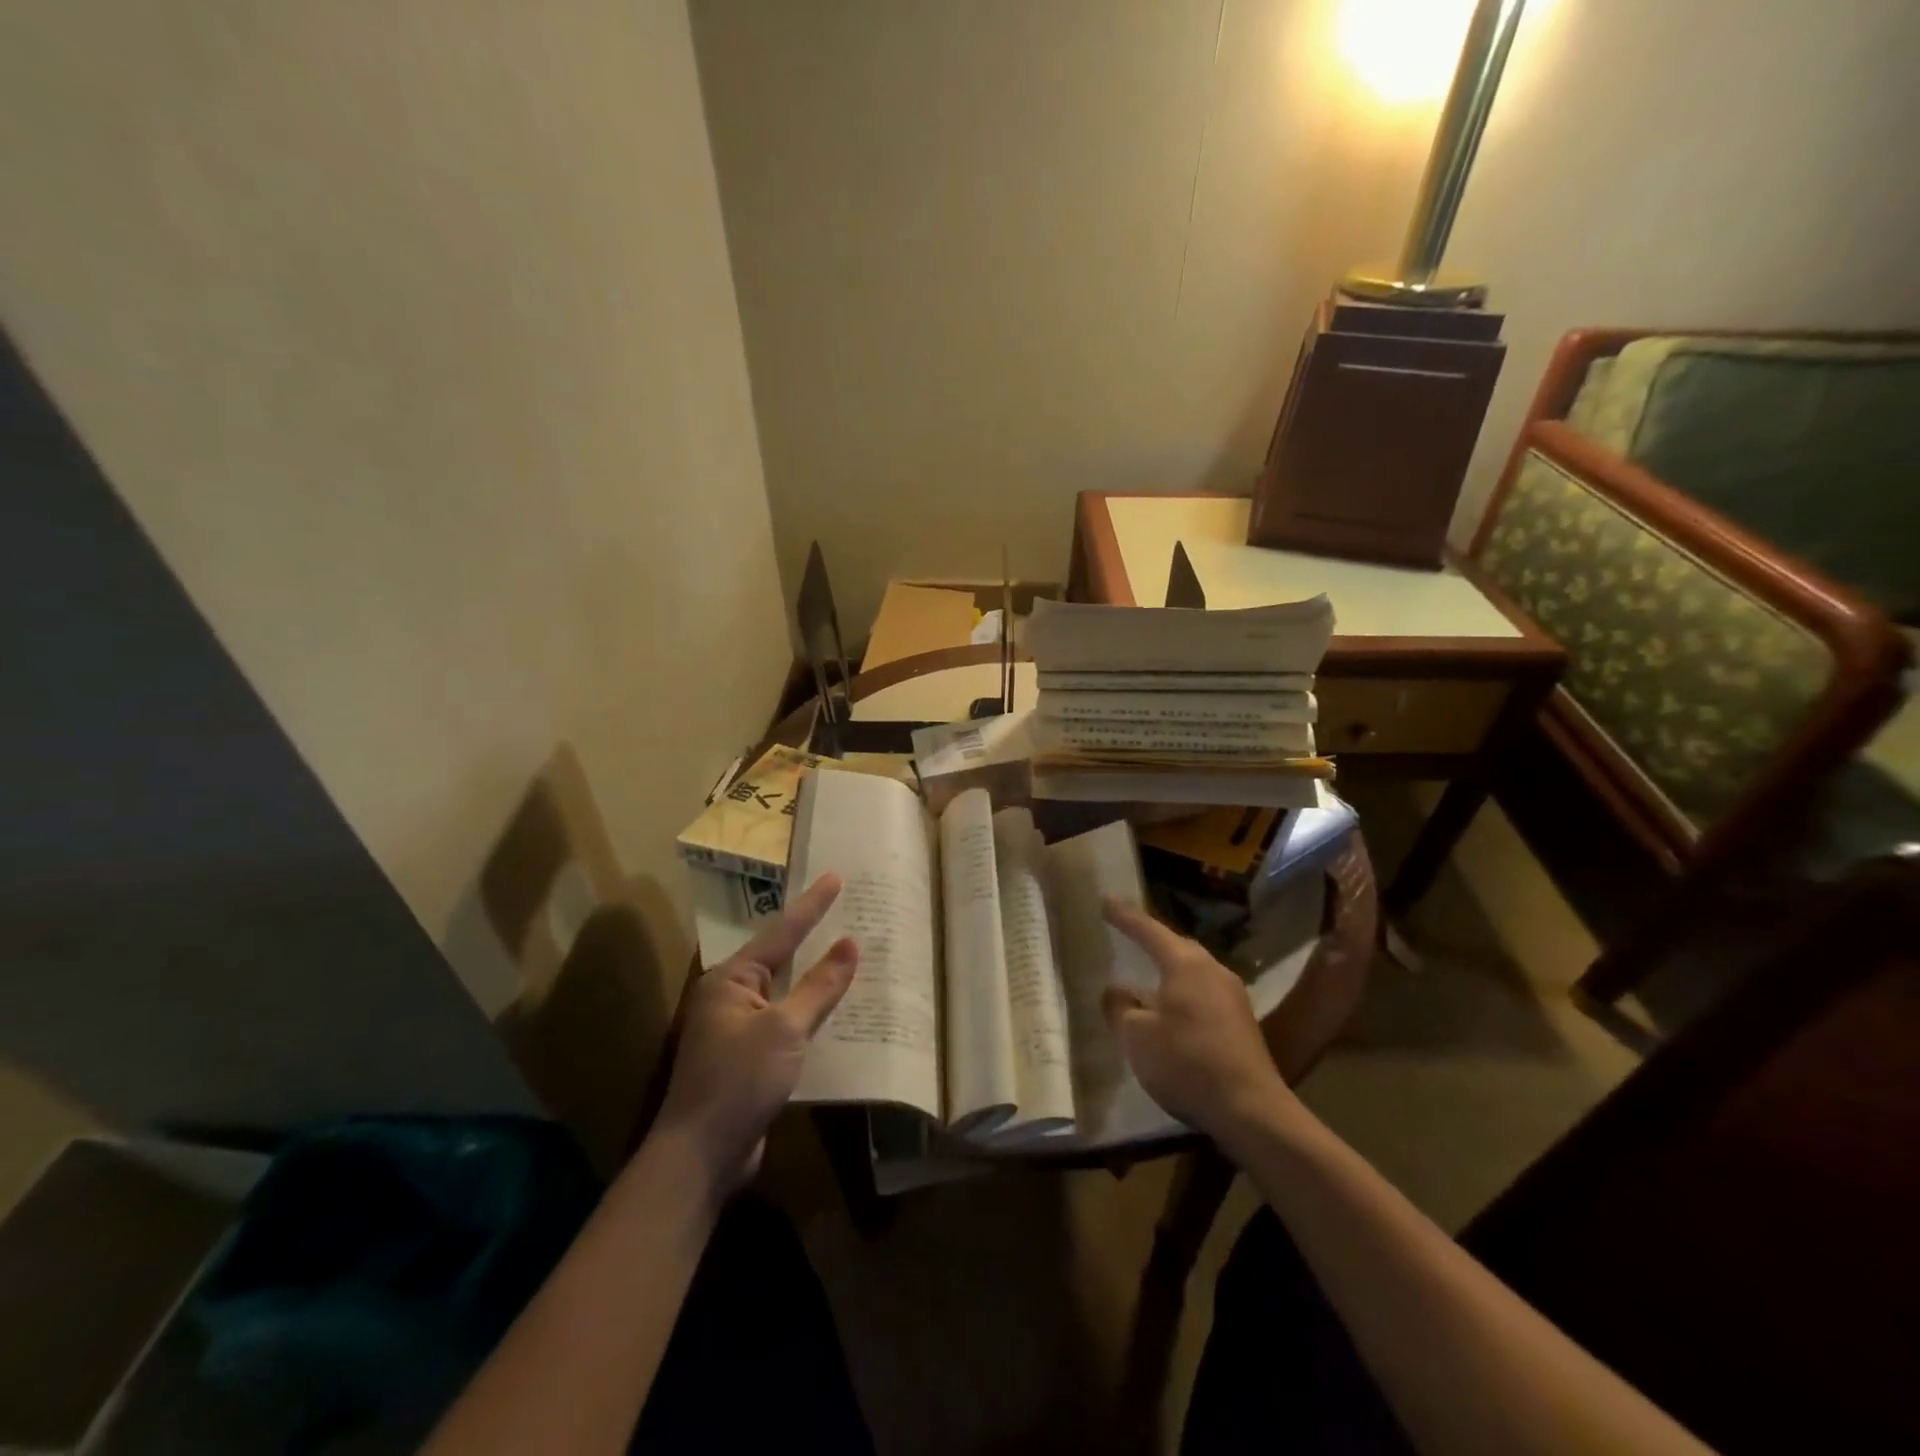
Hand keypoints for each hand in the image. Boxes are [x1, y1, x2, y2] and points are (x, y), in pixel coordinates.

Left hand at [654, 874, 857, 1193]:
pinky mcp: (748, 1059)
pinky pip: (786, 1022)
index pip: (781, 932)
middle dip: (812, 935)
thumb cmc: (738, 1082)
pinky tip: (835, 1010)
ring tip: (848, 952)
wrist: (700, 1157)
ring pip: (785, 991)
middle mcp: (730, 997)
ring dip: (814, 976)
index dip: (812, 905)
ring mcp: (737, 1029)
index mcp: (731, 979)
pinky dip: (810, 1012)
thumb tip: (849, 943)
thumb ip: (819, 986)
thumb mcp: (785, 1029)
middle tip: (844, 909)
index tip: (835, 877)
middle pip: (780, 957)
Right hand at [1102, 896, 1294, 1141]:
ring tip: (1147, 970)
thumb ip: (1120, 1008)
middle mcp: (1212, 969)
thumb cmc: (1186, 1063)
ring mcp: (1232, 995)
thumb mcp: (1137, 1037)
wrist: (1252, 1110)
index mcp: (1185, 964)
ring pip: (1192, 969)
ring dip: (1169, 967)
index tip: (1106, 900)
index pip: (1148, 930)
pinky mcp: (1242, 1021)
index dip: (1124, 916)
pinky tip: (1172, 1007)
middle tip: (1127, 932)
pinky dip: (1183, 990)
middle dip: (1150, 939)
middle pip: (1175, 945)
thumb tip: (1116, 991)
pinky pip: (1204, 991)